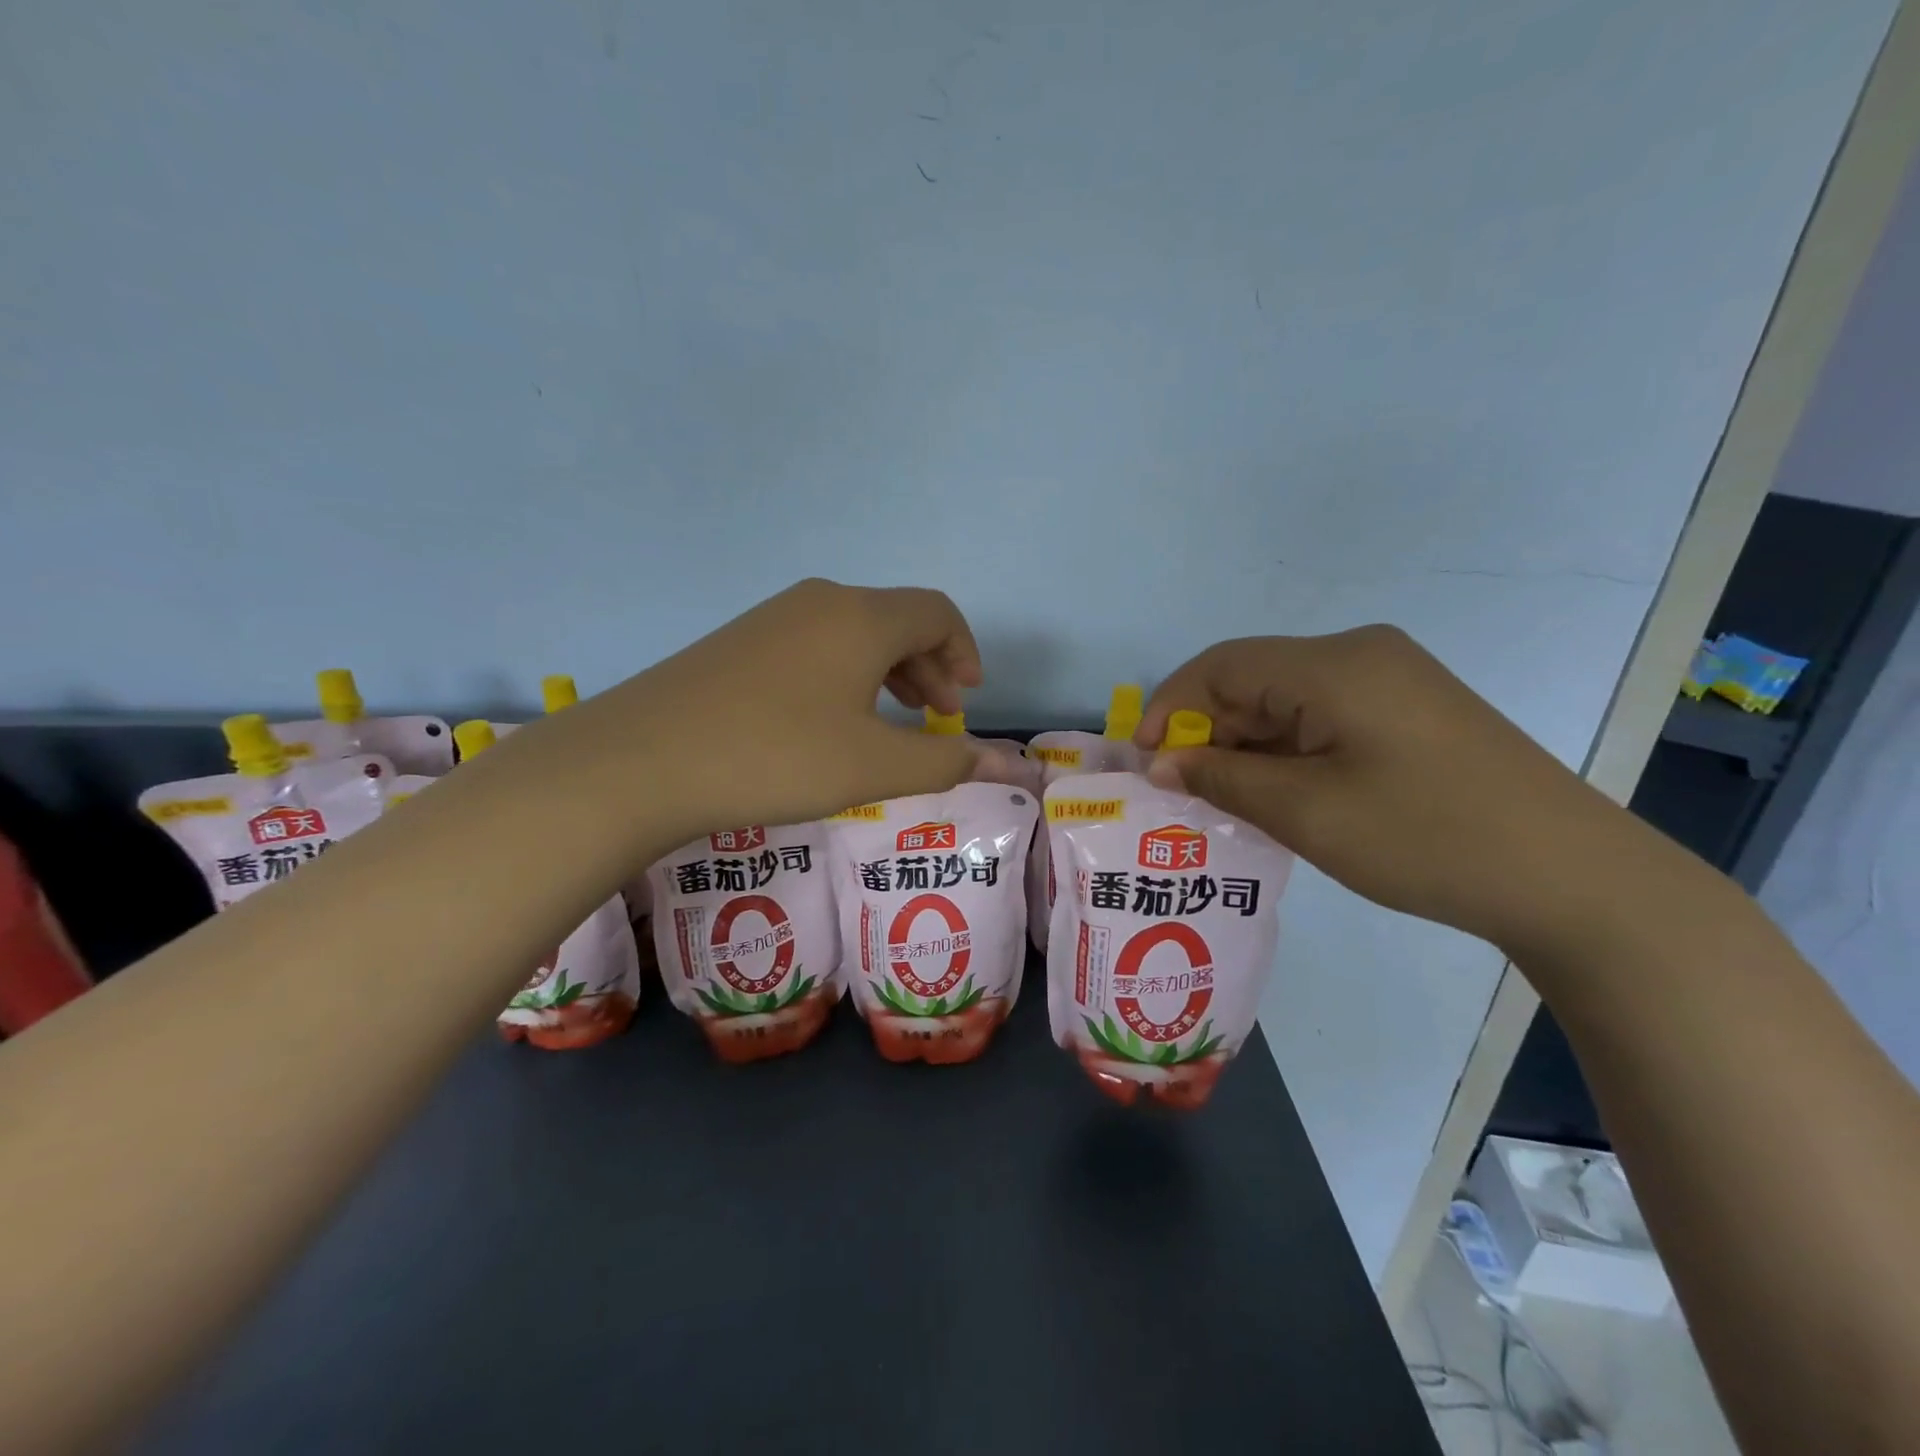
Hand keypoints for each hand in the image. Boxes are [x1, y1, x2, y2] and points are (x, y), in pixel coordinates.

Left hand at [564, 579, 985, 846]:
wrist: (639, 761)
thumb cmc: (776, 756)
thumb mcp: (874, 766)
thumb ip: (947, 761)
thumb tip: (1015, 767)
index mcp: (861, 617)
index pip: (936, 613)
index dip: (965, 651)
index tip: (966, 700)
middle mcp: (819, 602)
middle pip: (896, 619)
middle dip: (930, 666)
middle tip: (936, 718)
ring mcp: (771, 619)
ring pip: (852, 634)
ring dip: (887, 672)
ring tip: (890, 722)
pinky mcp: (737, 644)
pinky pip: (814, 646)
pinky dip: (844, 676)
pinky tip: (828, 723)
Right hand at [1134, 627, 1624, 952]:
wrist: (1572, 878)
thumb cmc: (1424, 838)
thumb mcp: (1306, 811)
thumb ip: (1222, 778)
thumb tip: (1162, 763)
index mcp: (1333, 664)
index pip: (1221, 666)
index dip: (1171, 708)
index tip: (1144, 762)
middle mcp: (1360, 655)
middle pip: (1254, 680)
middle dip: (1208, 732)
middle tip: (1183, 792)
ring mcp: (1393, 680)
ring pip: (1287, 701)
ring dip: (1247, 746)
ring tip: (1225, 802)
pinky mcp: (1412, 711)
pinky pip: (1324, 717)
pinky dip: (1288, 751)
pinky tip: (1280, 794)